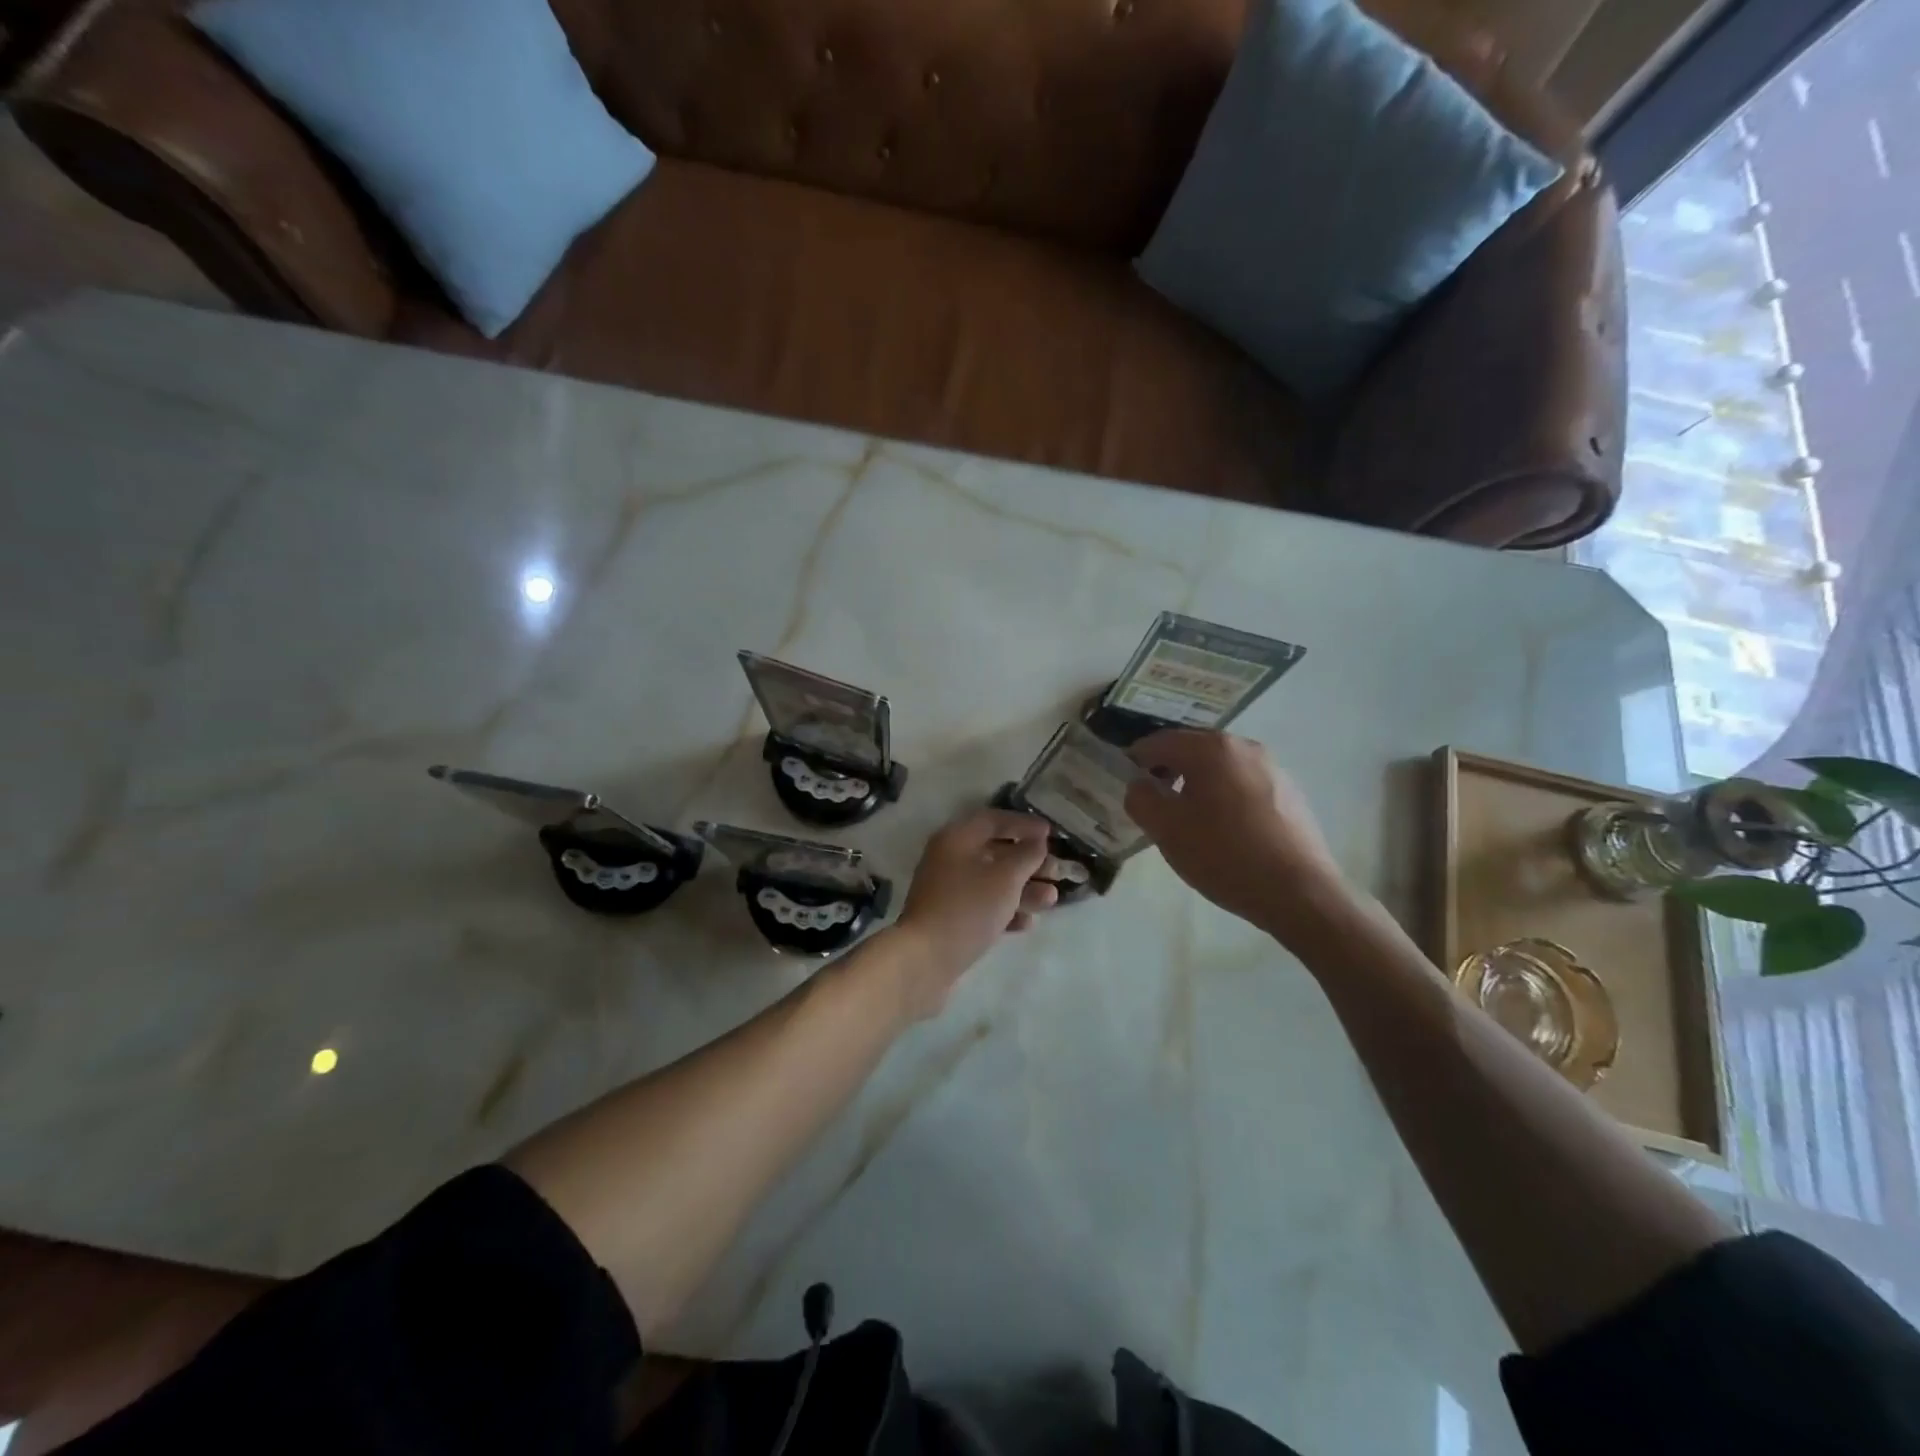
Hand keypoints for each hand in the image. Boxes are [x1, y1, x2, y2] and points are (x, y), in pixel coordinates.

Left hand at [890, 809, 1058, 1017]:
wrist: (925, 959)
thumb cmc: (968, 907)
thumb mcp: (1005, 878)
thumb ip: (1026, 855)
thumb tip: (1037, 841)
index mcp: (956, 839)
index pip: (993, 820)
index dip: (1024, 824)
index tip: (1051, 834)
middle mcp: (949, 859)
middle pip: (996, 853)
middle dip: (1030, 862)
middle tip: (1059, 871)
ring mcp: (948, 891)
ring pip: (992, 882)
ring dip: (1024, 889)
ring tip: (1051, 899)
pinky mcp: (951, 919)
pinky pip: (984, 907)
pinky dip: (1006, 911)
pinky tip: (1028, 923)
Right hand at [1124, 730, 1348, 937]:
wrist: (1299, 893)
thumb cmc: (1224, 855)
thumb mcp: (1166, 829)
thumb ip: (1141, 798)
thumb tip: (1140, 785)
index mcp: (1211, 748)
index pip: (1159, 742)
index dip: (1136, 761)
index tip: (1127, 785)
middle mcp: (1244, 747)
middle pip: (1192, 750)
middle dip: (1168, 771)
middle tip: (1154, 804)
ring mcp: (1272, 768)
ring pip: (1220, 768)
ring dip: (1197, 785)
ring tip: (1189, 820)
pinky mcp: (1290, 793)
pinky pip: (1243, 785)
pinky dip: (1225, 797)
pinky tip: (1224, 831)